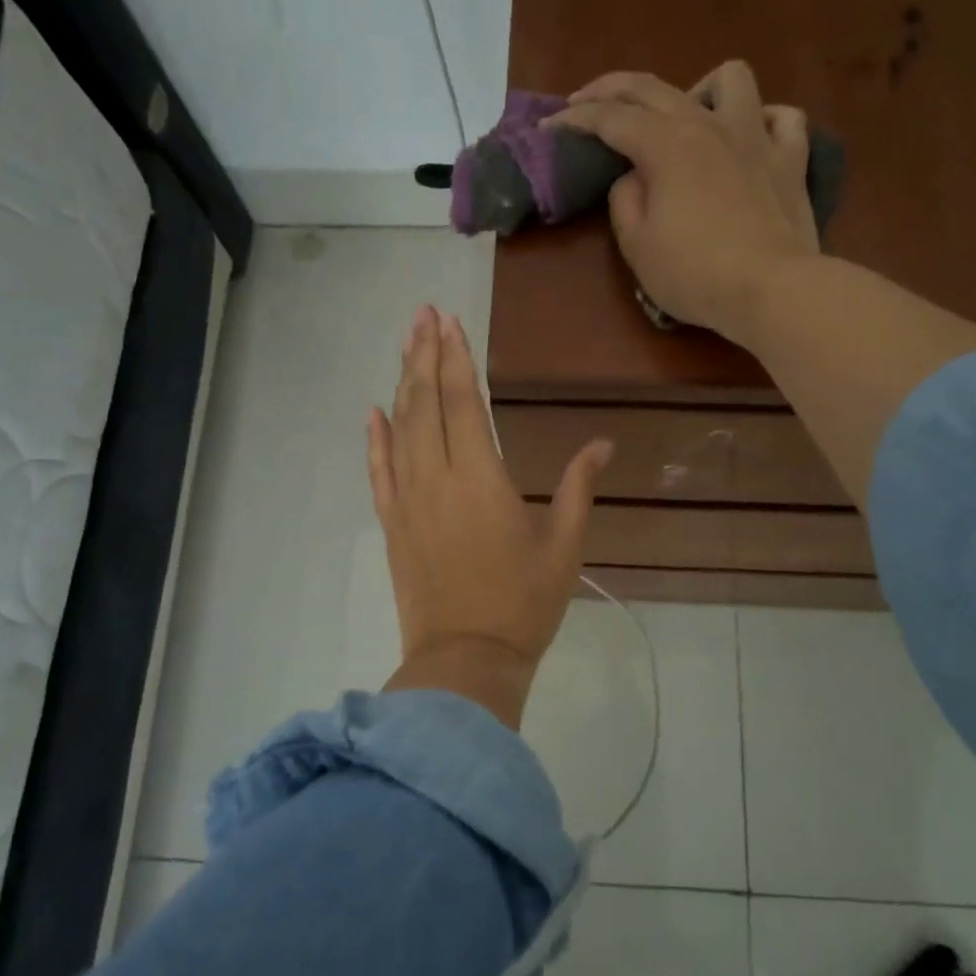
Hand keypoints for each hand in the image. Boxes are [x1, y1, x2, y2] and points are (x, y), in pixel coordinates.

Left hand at [369, 306, 612, 728]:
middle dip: (425, 355)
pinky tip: (372, 412)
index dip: (457, 358)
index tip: (451, 321)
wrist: (464, 661)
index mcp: (481, 478)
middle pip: (426, 403)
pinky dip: (375, 439)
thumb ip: (579, 488)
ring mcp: (407, 501)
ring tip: (405, 345)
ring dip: (402, 383)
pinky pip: (378, 471)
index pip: (464, 402)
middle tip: (423, 314)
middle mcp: (437, 478)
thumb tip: (603, 443)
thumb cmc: (523, 605)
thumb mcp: (564, 546)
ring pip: (400, 428)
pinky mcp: (392, 524)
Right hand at [551, 60, 820, 342]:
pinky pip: (782, 118)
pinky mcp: (791, 159)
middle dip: (611, 89)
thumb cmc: (696, 274)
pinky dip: (763, 121)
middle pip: (654, 88)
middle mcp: (709, 125)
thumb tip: (633, 178)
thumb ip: (625, 202)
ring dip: (699, 90)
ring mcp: (757, 137)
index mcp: (666, 145)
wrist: (772, 290)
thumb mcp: (638, 247)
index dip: (575, 119)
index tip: (549, 125)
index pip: (610, 118)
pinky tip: (750, 138)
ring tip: (687, 119)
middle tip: (586, 103)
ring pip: (730, 79)